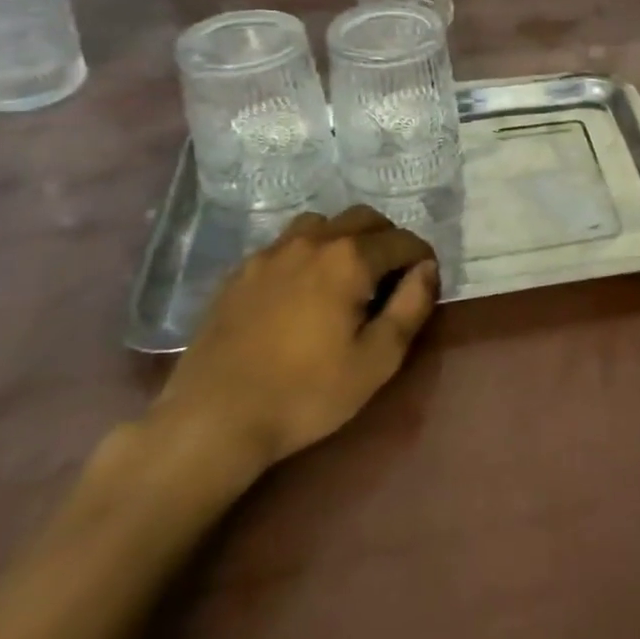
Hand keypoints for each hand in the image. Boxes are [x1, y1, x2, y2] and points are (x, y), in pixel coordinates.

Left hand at [155, 206, 439, 477]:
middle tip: (391, 278)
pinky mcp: (240, 273)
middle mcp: (311, 242)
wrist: (212, 420)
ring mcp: (270, 254)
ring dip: (345, 239)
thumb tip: (427, 269)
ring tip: (346, 277)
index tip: (425, 283)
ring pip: (321, 224)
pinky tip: (302, 290)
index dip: (422, 258)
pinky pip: (285, 245)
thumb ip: (411, 306)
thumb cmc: (306, 393)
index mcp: (349, 259)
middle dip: (388, 240)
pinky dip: (307, 254)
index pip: (403, 240)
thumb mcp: (377, 360)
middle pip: (364, 218)